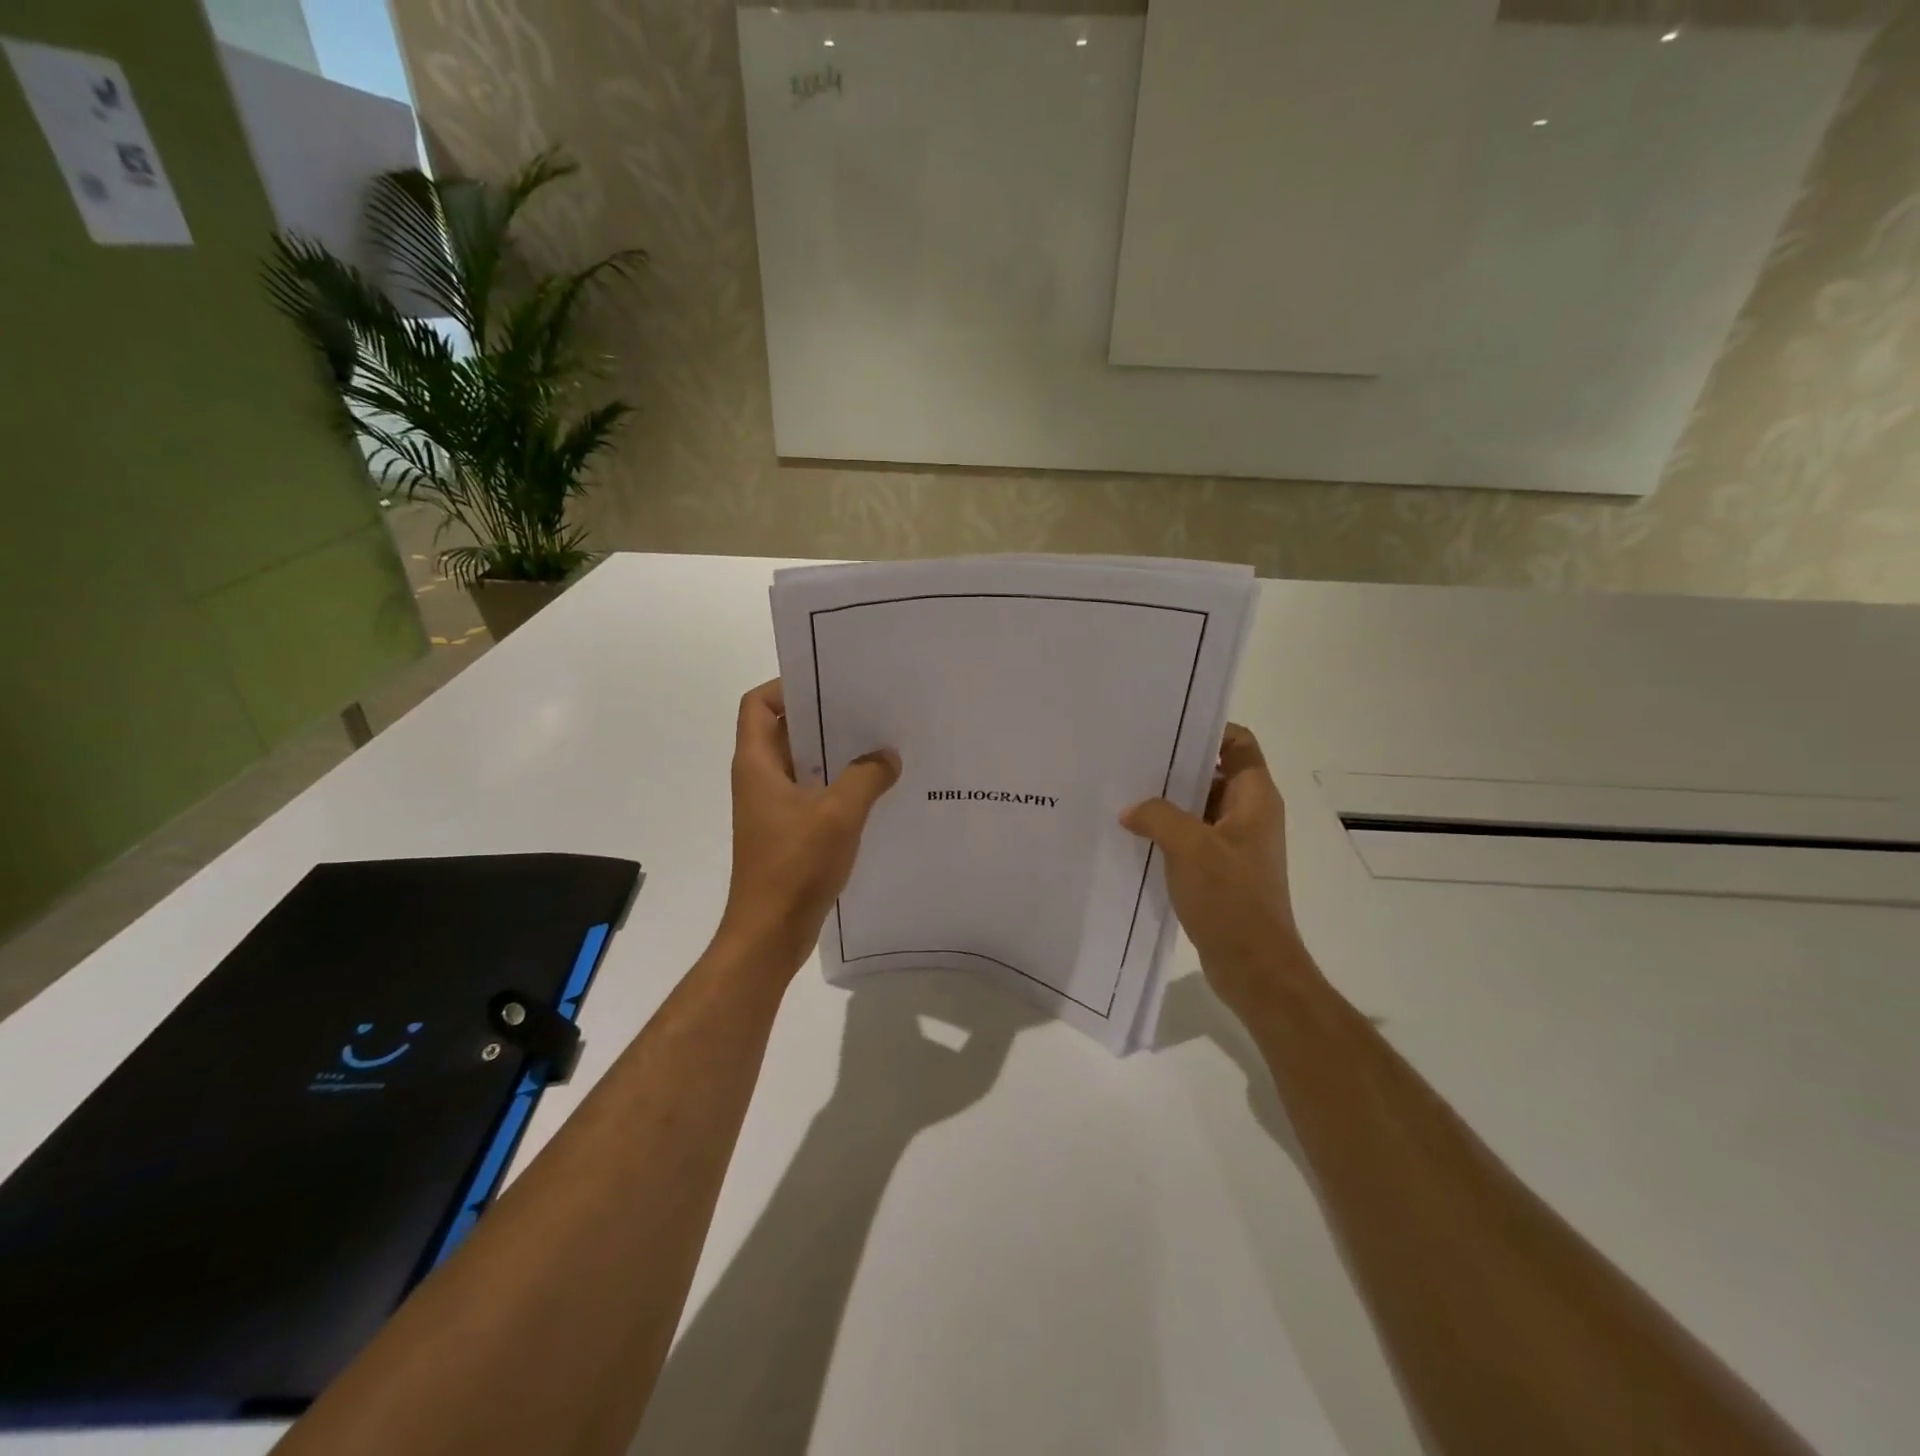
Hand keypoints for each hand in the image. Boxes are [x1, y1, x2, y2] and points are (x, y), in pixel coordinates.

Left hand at [716, 680, 900, 977]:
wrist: (770, 932)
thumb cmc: (795, 866)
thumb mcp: (838, 814)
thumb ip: (866, 777)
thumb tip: (887, 755)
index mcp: (757, 764)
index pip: (758, 704)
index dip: (786, 685)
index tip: (829, 683)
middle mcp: (760, 778)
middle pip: (785, 729)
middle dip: (822, 716)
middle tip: (867, 707)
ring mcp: (773, 806)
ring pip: (803, 763)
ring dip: (835, 752)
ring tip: (879, 742)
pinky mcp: (788, 830)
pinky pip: (813, 792)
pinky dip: (838, 783)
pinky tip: (875, 788)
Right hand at [1121, 724, 1312, 1019]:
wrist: (1254, 967)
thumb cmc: (1231, 899)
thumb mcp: (1190, 847)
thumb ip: (1157, 816)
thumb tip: (1132, 809)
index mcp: (1255, 798)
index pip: (1238, 743)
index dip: (1206, 729)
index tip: (1164, 726)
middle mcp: (1249, 815)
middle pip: (1213, 773)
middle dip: (1174, 766)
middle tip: (1130, 759)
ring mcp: (1235, 845)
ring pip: (1198, 808)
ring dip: (1166, 803)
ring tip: (1123, 795)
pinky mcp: (1220, 871)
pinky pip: (1191, 838)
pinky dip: (1166, 833)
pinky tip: (1132, 836)